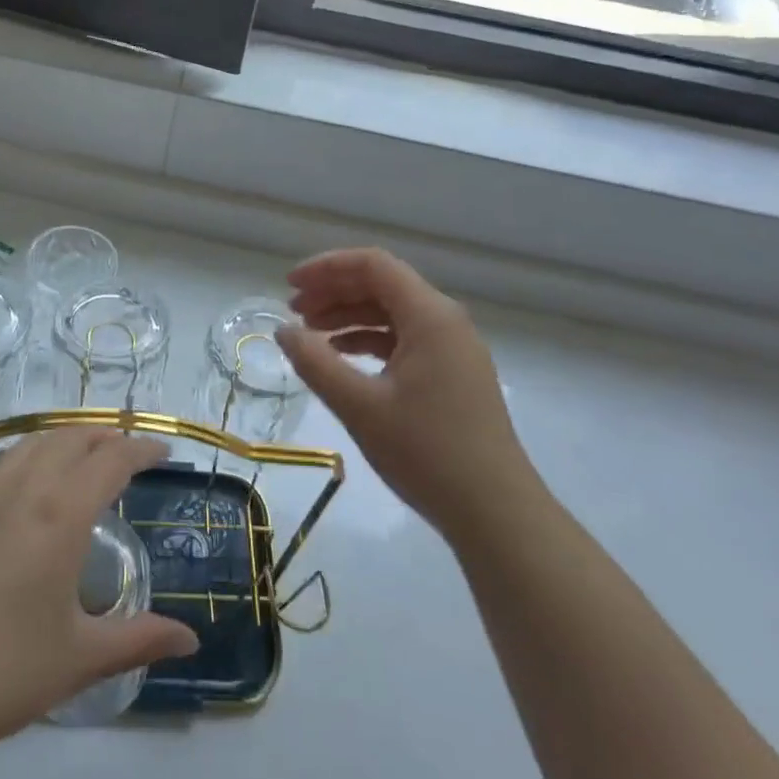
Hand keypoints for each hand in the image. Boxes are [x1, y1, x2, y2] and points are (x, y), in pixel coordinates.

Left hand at [0, 429, 198, 764]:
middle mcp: (23, 491)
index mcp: (60, 515)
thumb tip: (190, 641)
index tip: (163, 451)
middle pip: (70, 439)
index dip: (140, 449)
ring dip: (67, 438)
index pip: (110, 460)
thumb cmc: (0, 671)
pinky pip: (5, 463)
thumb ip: (138, 640)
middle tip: (129, 449)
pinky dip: (33, 453)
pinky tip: (32, 481)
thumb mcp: (79, 659)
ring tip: (85, 453)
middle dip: (105, 435)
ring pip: (32, 444)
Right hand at [276, 249, 529, 532]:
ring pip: (392, 313)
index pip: (373, 265)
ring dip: (349, 316)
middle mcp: (445, 321)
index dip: (327, 267)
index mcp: (430, 315)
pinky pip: (404, 339)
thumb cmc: (426, 452)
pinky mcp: (453, 374)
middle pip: (382, 285)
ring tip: (309, 334)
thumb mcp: (359, 405)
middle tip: (292, 311)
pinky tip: (341, 359)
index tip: (289, 286)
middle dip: (334, 291)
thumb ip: (315, 362)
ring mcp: (453, 348)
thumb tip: (283, 331)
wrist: (495, 513)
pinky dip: (369, 341)